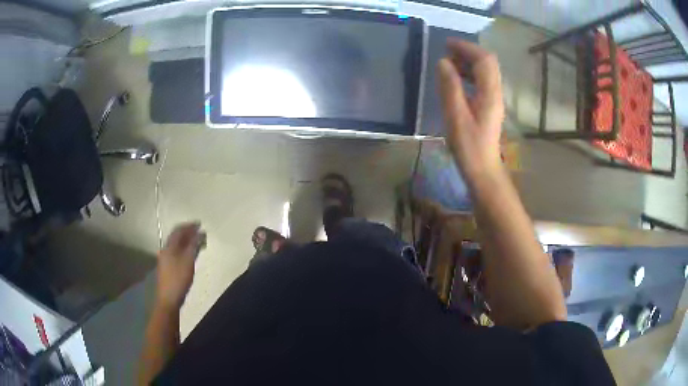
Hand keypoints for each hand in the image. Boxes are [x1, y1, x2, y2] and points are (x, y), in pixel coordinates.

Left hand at [156, 222, 205, 310]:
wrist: (168, 298)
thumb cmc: (179, 278)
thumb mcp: (188, 260)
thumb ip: (194, 245)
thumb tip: (200, 232)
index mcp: (169, 246)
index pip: (179, 230)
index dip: (189, 226)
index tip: (200, 224)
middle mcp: (166, 250)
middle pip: (176, 237)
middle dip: (188, 233)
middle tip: (200, 233)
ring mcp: (165, 259)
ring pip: (177, 245)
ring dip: (186, 242)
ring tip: (197, 243)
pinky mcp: (167, 267)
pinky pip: (176, 253)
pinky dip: (184, 250)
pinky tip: (190, 255)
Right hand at [437, 39, 504, 177]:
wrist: (483, 169)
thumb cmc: (469, 147)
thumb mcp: (455, 116)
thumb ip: (450, 87)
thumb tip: (443, 62)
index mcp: (490, 94)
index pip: (484, 60)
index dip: (467, 48)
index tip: (447, 44)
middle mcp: (496, 93)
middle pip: (487, 63)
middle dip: (468, 52)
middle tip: (446, 52)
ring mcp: (494, 99)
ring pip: (485, 71)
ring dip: (468, 62)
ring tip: (448, 63)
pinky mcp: (490, 106)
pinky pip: (482, 81)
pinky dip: (469, 74)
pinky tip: (456, 79)